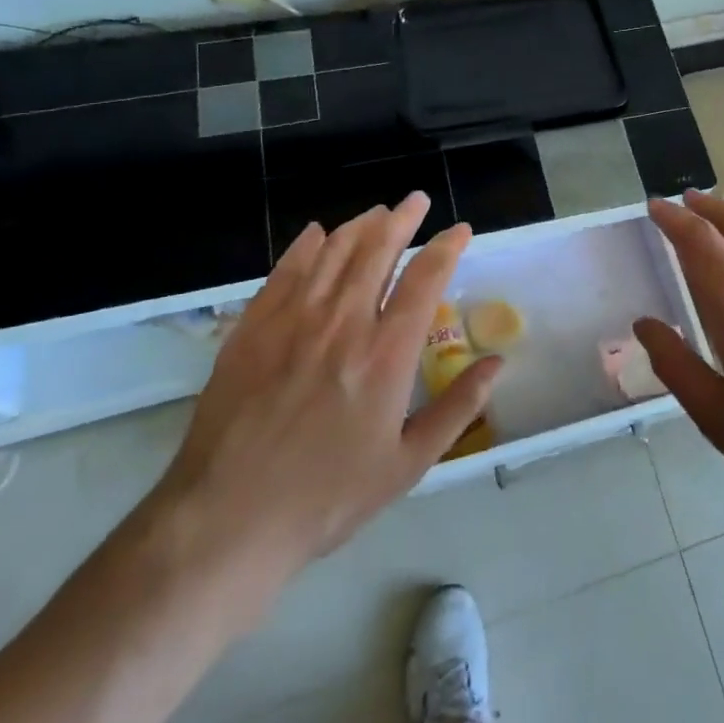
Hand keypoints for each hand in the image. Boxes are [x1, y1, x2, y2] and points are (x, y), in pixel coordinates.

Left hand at [145, 194, 499, 628]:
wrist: (227, 521)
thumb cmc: (328, 498)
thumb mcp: (408, 464)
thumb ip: (457, 407)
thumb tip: (497, 364)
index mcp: (386, 354)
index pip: (425, 279)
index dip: (447, 247)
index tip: (459, 229)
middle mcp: (342, 323)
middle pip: (377, 250)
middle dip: (403, 218)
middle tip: (417, 201)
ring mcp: (292, 322)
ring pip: (332, 253)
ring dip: (359, 225)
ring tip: (377, 212)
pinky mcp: (251, 330)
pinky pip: (284, 272)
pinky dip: (304, 246)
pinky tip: (316, 234)